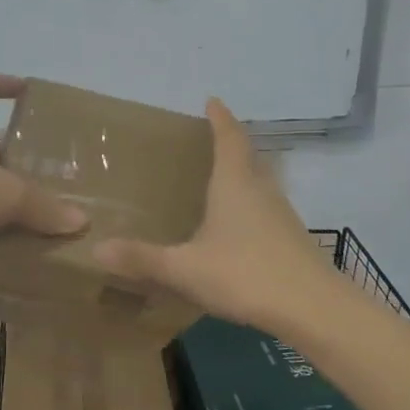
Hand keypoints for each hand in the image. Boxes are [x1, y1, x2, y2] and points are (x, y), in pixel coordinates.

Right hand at [92, 98, 335, 333]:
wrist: (313, 309)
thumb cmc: (245, 274)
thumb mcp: (185, 268)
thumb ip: (142, 258)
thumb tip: (96, 248)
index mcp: (235, 184)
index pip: (229, 138)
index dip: (220, 118)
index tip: (212, 100)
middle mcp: (261, 191)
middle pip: (248, 157)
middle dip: (231, 144)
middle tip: (211, 140)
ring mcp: (281, 215)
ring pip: (260, 184)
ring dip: (243, 175)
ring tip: (221, 181)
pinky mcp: (292, 240)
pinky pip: (266, 210)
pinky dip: (251, 206)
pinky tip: (238, 228)